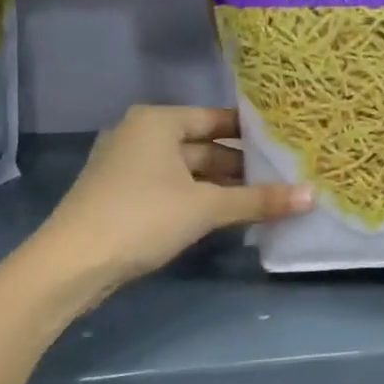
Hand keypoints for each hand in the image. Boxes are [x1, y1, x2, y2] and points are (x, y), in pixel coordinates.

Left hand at [42, 106, 310, 287]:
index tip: (286, 146)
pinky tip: (227, 216)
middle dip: (240, 166)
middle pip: (202, 146)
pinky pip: (171, 188)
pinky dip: (198, 199)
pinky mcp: (122, 195)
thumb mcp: (206, 207)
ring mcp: (127, 166)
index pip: (216, 119)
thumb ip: (259, 199)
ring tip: (264, 199)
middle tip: (284, 178)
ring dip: (221, 186)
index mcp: (157, 121)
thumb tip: (312, 196)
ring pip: (187, 171)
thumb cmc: (142, 217)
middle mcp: (140, 134)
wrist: (71, 265)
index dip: (251, 134)